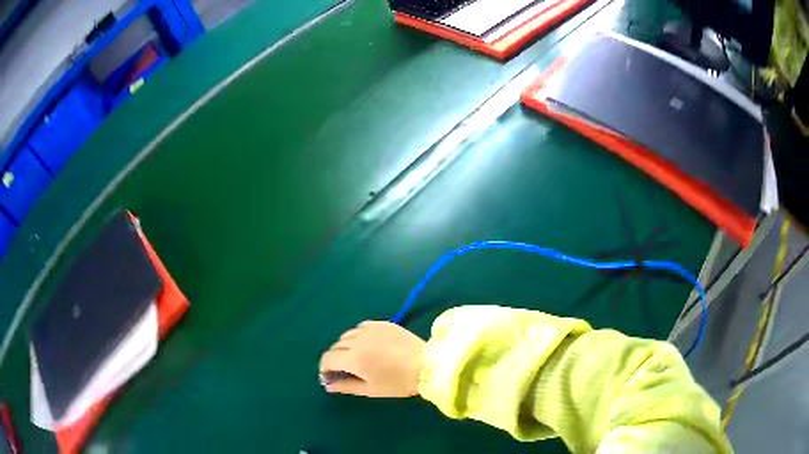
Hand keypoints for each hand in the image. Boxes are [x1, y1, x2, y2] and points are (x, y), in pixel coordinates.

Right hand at [319, 321, 425, 396]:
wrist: (427, 364)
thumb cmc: (398, 382)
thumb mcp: (370, 389)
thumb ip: (346, 386)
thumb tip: (328, 385)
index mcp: (353, 358)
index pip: (327, 358)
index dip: (325, 368)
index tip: (331, 375)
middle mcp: (357, 340)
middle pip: (336, 346)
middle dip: (337, 358)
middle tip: (347, 369)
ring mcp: (370, 329)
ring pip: (347, 335)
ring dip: (347, 346)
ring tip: (359, 356)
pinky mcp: (382, 323)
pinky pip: (361, 327)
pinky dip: (359, 335)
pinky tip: (369, 344)